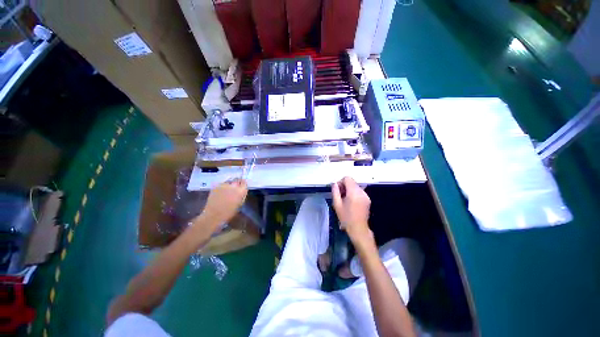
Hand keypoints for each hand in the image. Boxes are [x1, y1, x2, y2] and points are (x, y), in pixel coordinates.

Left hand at [200, 178, 247, 229]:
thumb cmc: (229, 212)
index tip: (242, 186)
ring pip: (229, 181)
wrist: (213, 215)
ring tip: (226, 190)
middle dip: (236, 183)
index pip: (244, 182)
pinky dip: (222, 187)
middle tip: (234, 188)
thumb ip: (242, 195)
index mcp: (241, 191)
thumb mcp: (240, 204)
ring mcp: (224, 185)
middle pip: (237, 180)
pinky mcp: (216, 186)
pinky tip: (220, 192)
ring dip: (229, 185)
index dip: (243, 184)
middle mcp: (233, 186)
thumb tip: (242, 190)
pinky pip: (221, 184)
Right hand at [332, 177, 371, 243]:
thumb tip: (334, 184)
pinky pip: (359, 191)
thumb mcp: (337, 204)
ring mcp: (366, 195)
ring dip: (349, 189)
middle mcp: (361, 192)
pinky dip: (354, 193)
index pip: (347, 178)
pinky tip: (351, 202)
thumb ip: (335, 192)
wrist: (358, 229)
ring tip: (345, 199)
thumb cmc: (346, 218)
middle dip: (345, 186)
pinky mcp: (368, 199)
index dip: (341, 182)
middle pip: (352, 182)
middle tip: (340, 195)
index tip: (338, 190)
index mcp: (353, 193)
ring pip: (355, 186)